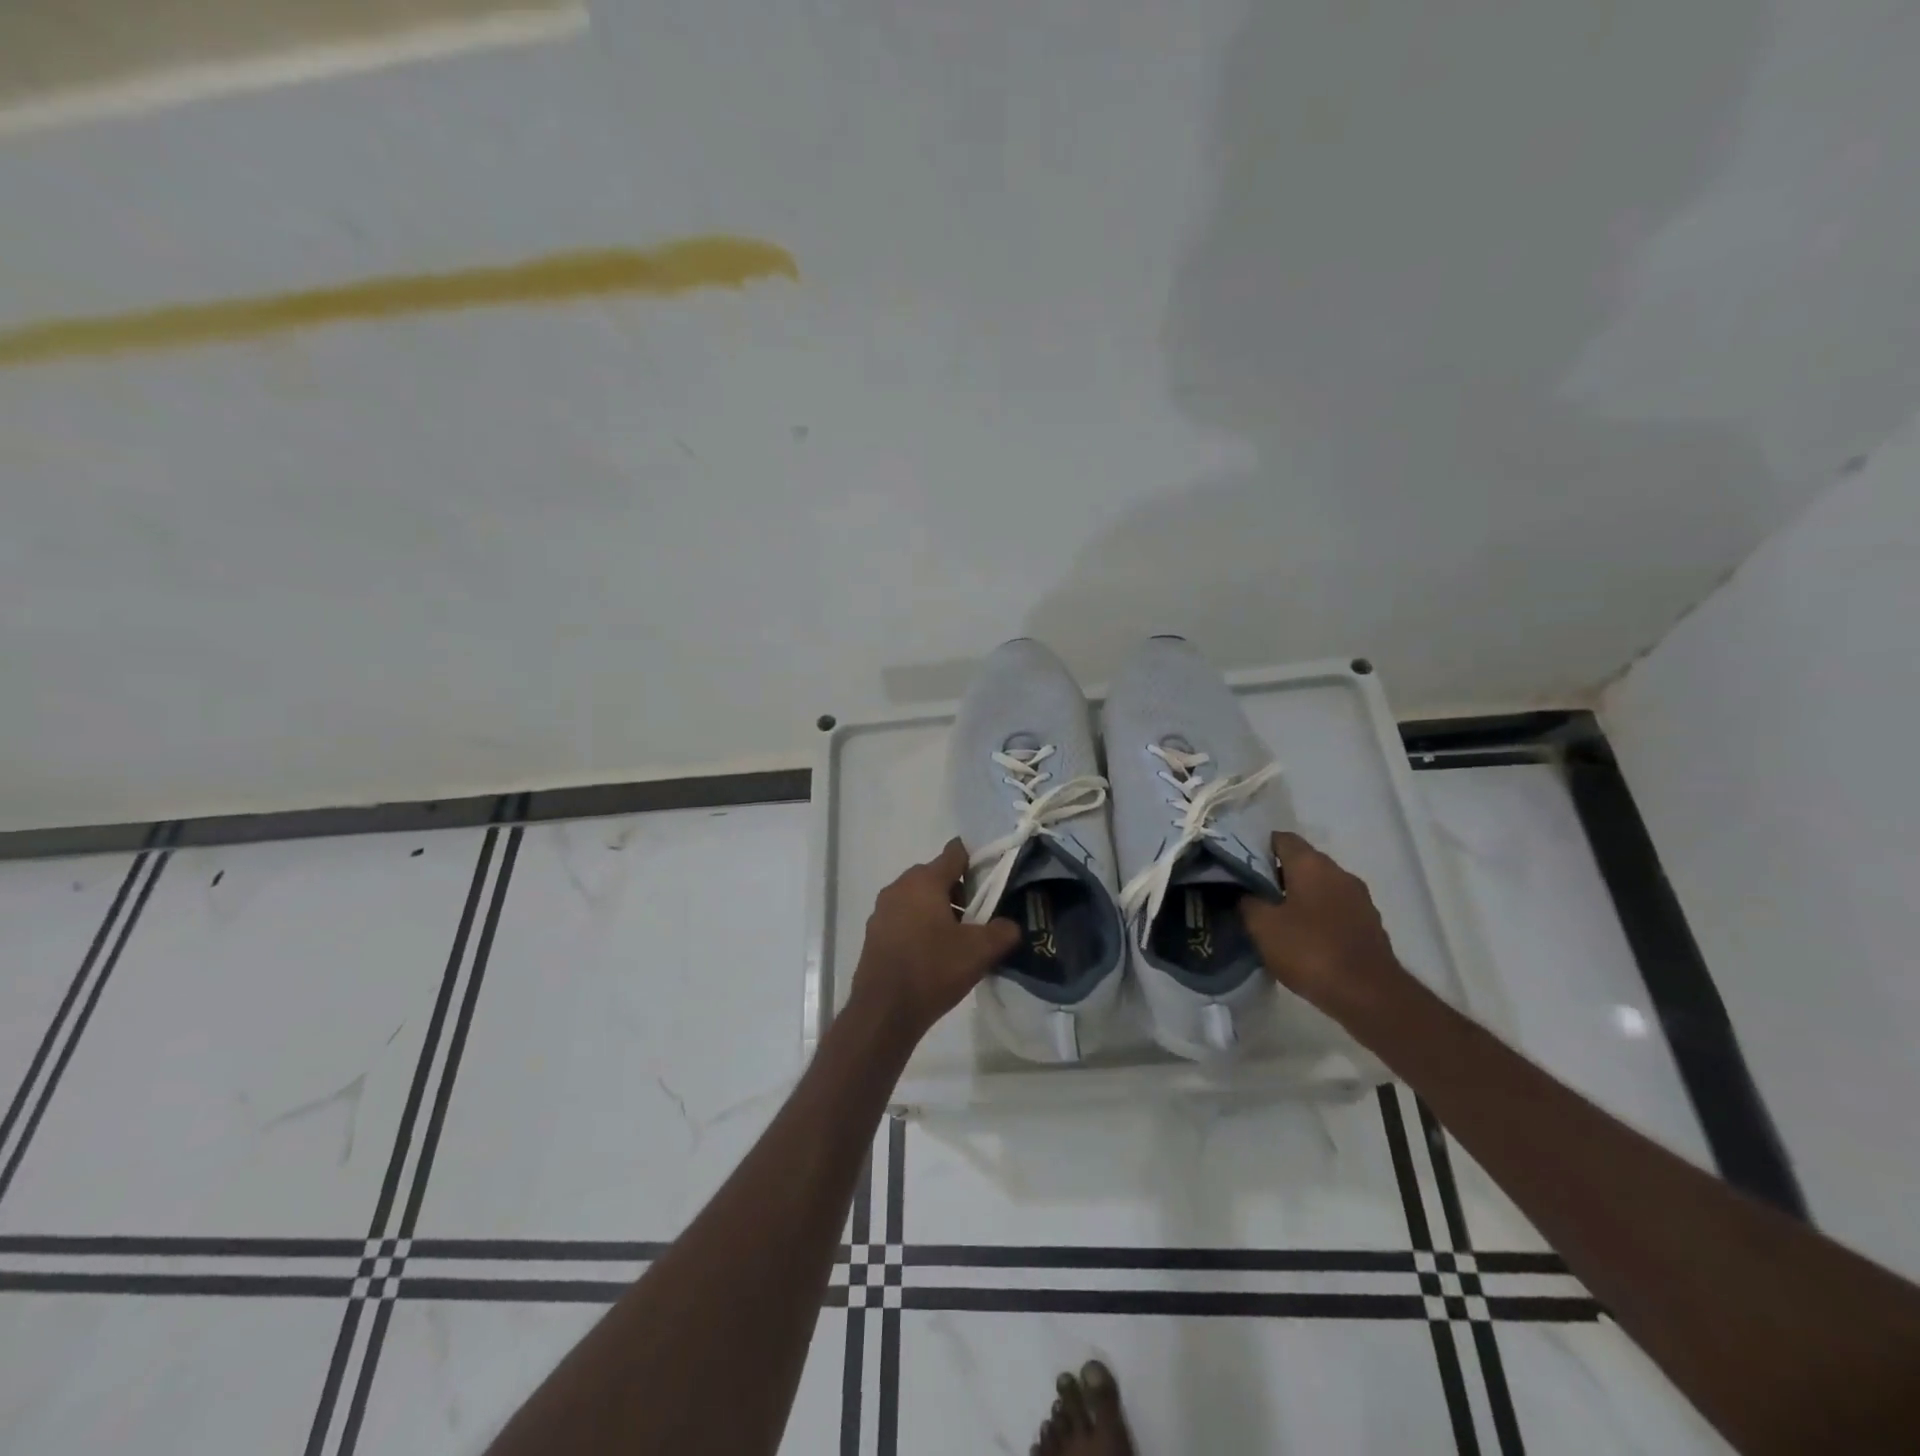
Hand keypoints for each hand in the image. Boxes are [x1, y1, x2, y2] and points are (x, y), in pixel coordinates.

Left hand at [849, 840, 1020, 1045]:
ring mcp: (882, 910)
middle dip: (959, 890)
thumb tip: (1010, 924)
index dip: (976, 860)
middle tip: (978, 916)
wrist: (884, 1011)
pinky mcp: (874, 933)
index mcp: (924, 880)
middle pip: (936, 876)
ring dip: (938, 910)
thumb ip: (1003, 931)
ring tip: (957, 939)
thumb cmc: (933, 970)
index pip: (954, 853)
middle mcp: (899, 887)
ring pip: (918, 898)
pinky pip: (904, 918)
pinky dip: (920, 926)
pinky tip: (933, 953)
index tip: (992, 877)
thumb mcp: (980, 951)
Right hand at [1239, 832, 1401, 1011]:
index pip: (1281, 839)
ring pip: (1320, 887)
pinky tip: (1302, 938)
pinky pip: (1335, 909)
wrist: (1369, 996)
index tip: (1240, 865)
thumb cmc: (1310, 951)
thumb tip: (1245, 893)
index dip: (1257, 847)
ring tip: (1275, 918)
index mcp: (1312, 865)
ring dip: (1298, 897)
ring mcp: (1359, 899)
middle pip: (1302, 862)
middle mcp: (1339, 873)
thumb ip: (1248, 902)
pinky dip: (1317, 916)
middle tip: (1251, 893)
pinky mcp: (1369, 925)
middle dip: (1277, 874)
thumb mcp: (1263, 926)